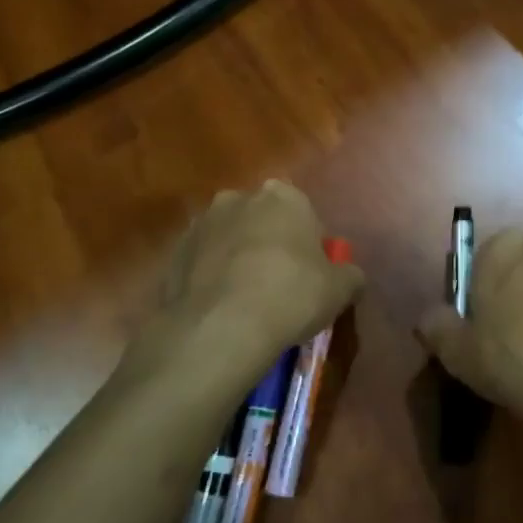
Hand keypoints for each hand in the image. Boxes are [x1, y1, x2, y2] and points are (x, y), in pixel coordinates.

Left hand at [162, 181, 363, 359]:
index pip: (303, 214)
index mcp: (282, 196)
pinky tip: (221, 310)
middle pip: (262, 221)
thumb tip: (350, 277)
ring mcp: (200, 224)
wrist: (221, 327)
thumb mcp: (341, 289)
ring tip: (246, 302)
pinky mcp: (173, 253)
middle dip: (269, 245)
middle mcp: (238, 198)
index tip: (310, 274)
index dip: (309, 245)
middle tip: (279, 286)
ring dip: (237, 260)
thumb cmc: (291, 295)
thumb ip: (350, 275)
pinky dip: (211, 279)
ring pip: (228, 240)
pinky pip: (202, 263)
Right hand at [417, 229, 522, 459]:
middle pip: (521, 267)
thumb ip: (438, 329)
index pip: (480, 262)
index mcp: (503, 247)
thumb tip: (430, 317)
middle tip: (514, 342)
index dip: (480, 297)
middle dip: (517, 294)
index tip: (483, 332)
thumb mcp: (461, 356)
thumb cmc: (521, 362)